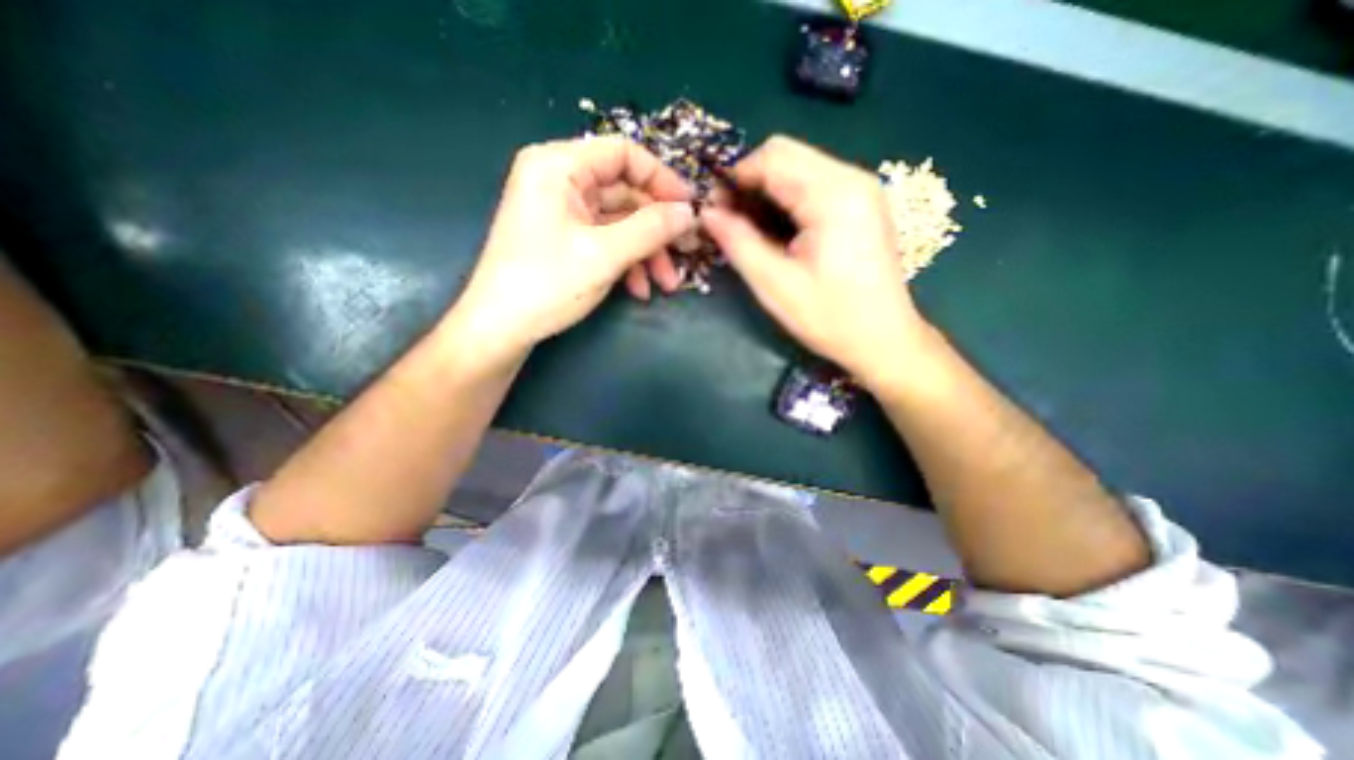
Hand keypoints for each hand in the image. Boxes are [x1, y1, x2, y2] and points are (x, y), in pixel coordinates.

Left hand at [446, 138, 698, 370]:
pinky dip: (626, 262)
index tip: (690, 209)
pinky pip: (605, 241)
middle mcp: (559, 181)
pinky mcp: (565, 239)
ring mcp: (562, 212)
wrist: (500, 329)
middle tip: (685, 253)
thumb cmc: (547, 284)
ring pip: (619, 222)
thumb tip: (690, 213)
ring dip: (646, 252)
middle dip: (657, 229)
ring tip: (665, 284)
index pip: (624, 154)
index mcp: (559, 166)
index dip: (662, 179)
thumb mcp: (605, 254)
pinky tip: (640, 290)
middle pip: (625, 193)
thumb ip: (651, 229)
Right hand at [696, 133, 933, 390]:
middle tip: (730, 221)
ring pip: (799, 168)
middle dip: (750, 183)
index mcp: (833, 195)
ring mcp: (861, 189)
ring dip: (767, 192)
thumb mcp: (774, 284)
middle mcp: (852, 178)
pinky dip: (787, 200)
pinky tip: (778, 231)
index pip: (772, 157)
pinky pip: (814, 184)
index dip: (734, 178)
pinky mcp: (862, 204)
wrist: (883, 339)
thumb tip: (707, 213)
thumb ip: (738, 242)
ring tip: (750, 230)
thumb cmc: (829, 317)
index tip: (714, 210)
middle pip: (786, 155)